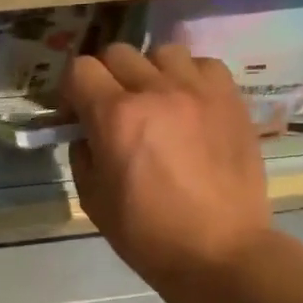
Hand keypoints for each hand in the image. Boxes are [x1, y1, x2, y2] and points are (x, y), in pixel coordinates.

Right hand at [62, 44, 274, 288]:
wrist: (219, 251)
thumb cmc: (146, 232)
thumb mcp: (93, 197)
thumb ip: (83, 152)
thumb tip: (87, 132)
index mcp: (115, 116)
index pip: (80, 69)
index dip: (70, 89)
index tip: (75, 113)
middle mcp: (156, 91)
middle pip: (117, 53)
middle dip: (104, 77)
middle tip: (110, 108)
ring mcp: (199, 91)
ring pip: (162, 51)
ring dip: (149, 71)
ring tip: (154, 100)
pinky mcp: (232, 100)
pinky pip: (204, 65)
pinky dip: (189, 76)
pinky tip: (187, 103)